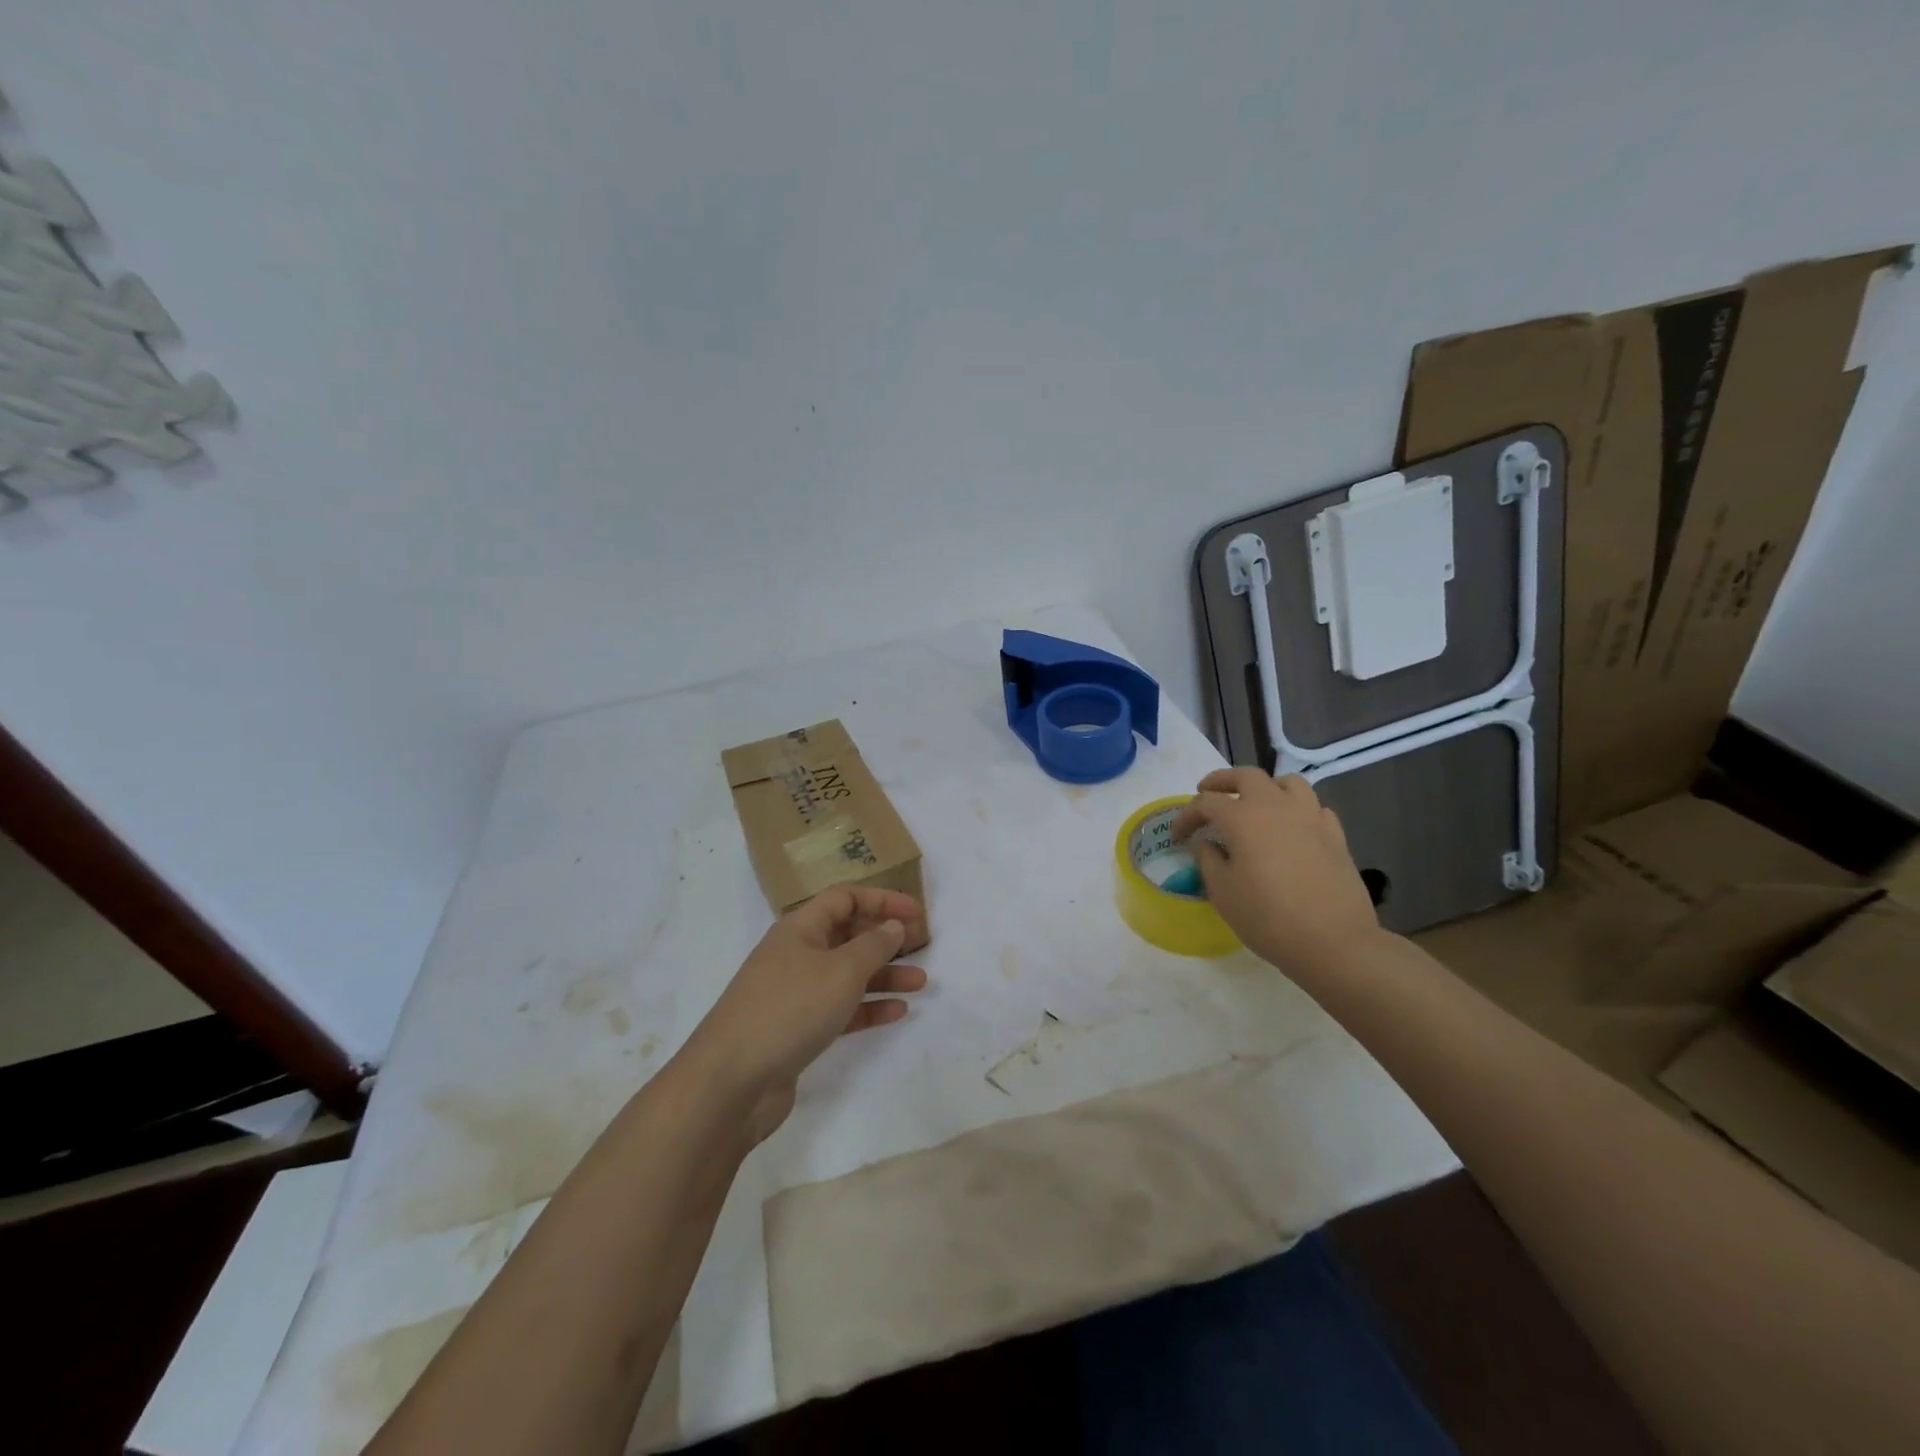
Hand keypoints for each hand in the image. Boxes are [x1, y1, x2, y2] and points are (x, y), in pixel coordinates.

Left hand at [680, 885, 928, 1142]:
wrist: (731, 1082)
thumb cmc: (789, 1009)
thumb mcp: (841, 971)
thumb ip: (873, 945)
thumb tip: (893, 926)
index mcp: (799, 928)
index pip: (845, 899)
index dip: (882, 900)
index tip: (916, 913)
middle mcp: (795, 954)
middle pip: (846, 934)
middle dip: (884, 939)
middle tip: (921, 947)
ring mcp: (794, 993)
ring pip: (846, 974)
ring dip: (883, 975)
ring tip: (920, 983)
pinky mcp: (796, 1029)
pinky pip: (840, 1008)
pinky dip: (867, 1007)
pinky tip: (897, 1012)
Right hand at [1171, 768, 1379, 969]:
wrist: (1334, 942)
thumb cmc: (1268, 917)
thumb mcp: (1223, 892)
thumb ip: (1208, 860)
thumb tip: (1205, 843)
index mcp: (1243, 818)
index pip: (1206, 803)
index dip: (1186, 816)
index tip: (1178, 836)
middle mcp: (1276, 806)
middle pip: (1246, 776)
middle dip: (1222, 781)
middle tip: (1207, 793)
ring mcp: (1310, 817)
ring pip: (1287, 782)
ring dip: (1265, 786)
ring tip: (1255, 802)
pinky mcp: (1334, 835)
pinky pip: (1313, 807)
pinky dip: (1296, 809)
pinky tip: (1291, 827)